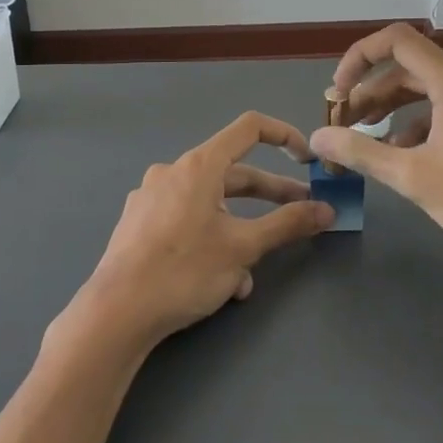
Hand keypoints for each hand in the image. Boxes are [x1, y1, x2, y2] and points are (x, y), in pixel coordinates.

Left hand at [64, 112, 333, 354]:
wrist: (115, 314)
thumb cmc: (184, 271)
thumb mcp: (243, 248)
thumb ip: (288, 224)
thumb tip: (327, 210)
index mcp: (199, 165)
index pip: (250, 128)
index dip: (284, 136)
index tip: (306, 160)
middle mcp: (173, 172)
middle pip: (233, 173)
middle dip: (270, 195)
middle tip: (301, 213)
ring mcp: (151, 197)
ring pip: (211, 204)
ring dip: (239, 230)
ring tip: (252, 271)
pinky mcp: (138, 224)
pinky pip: (186, 221)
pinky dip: (210, 240)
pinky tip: (219, 281)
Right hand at [308, 24, 442, 286]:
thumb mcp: (413, 177)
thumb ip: (361, 152)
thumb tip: (318, 138)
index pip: (396, 41)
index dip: (358, 58)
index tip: (337, 92)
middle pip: (409, 69)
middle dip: (370, 94)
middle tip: (342, 125)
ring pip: (428, 92)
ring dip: (392, 112)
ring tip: (366, 144)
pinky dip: (420, 126)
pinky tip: (404, 158)